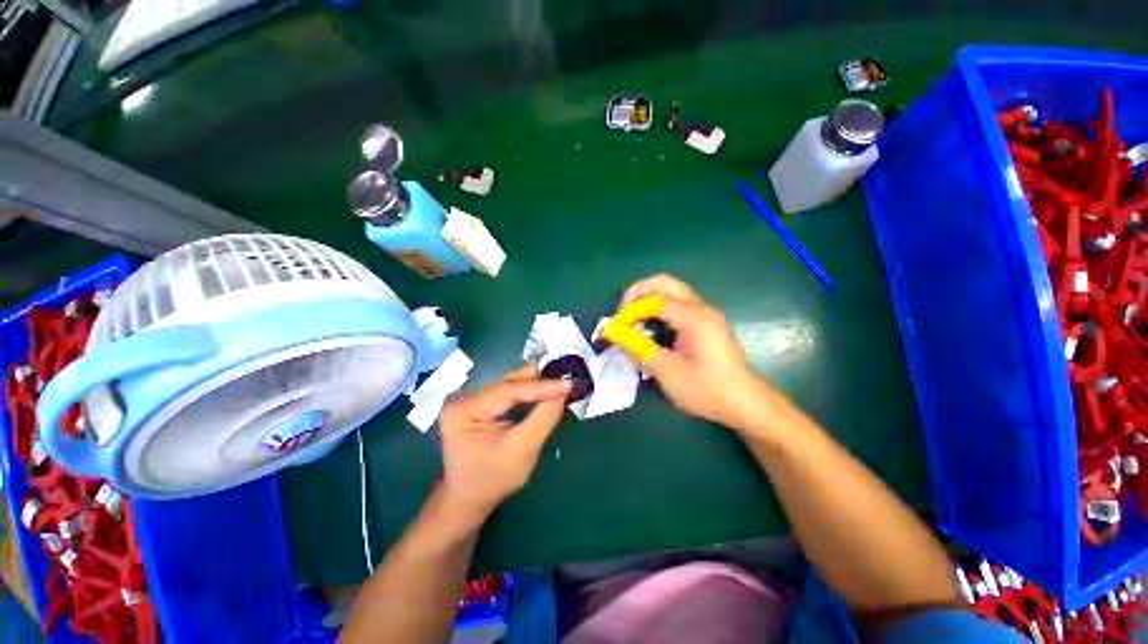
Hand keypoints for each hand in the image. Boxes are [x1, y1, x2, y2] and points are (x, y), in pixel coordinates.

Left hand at [438, 366, 570, 518]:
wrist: (468, 497)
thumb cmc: (493, 479)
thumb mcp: (523, 450)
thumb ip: (544, 417)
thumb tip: (562, 390)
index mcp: (464, 410)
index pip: (508, 389)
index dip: (541, 385)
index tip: (567, 384)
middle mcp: (461, 396)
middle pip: (508, 382)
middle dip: (538, 383)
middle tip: (565, 383)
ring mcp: (466, 397)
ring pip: (509, 383)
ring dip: (533, 387)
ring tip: (557, 388)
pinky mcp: (474, 401)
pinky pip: (505, 390)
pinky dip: (525, 394)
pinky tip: (540, 396)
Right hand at [619, 274, 768, 430]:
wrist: (744, 403)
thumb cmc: (705, 389)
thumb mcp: (666, 371)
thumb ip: (637, 347)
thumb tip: (612, 331)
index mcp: (694, 317)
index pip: (655, 299)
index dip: (631, 310)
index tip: (616, 328)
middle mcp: (701, 308)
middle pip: (665, 283)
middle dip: (638, 293)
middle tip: (622, 313)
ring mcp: (705, 314)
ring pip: (671, 292)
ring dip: (648, 300)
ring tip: (633, 319)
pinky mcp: (705, 323)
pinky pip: (677, 305)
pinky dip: (659, 309)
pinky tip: (651, 327)